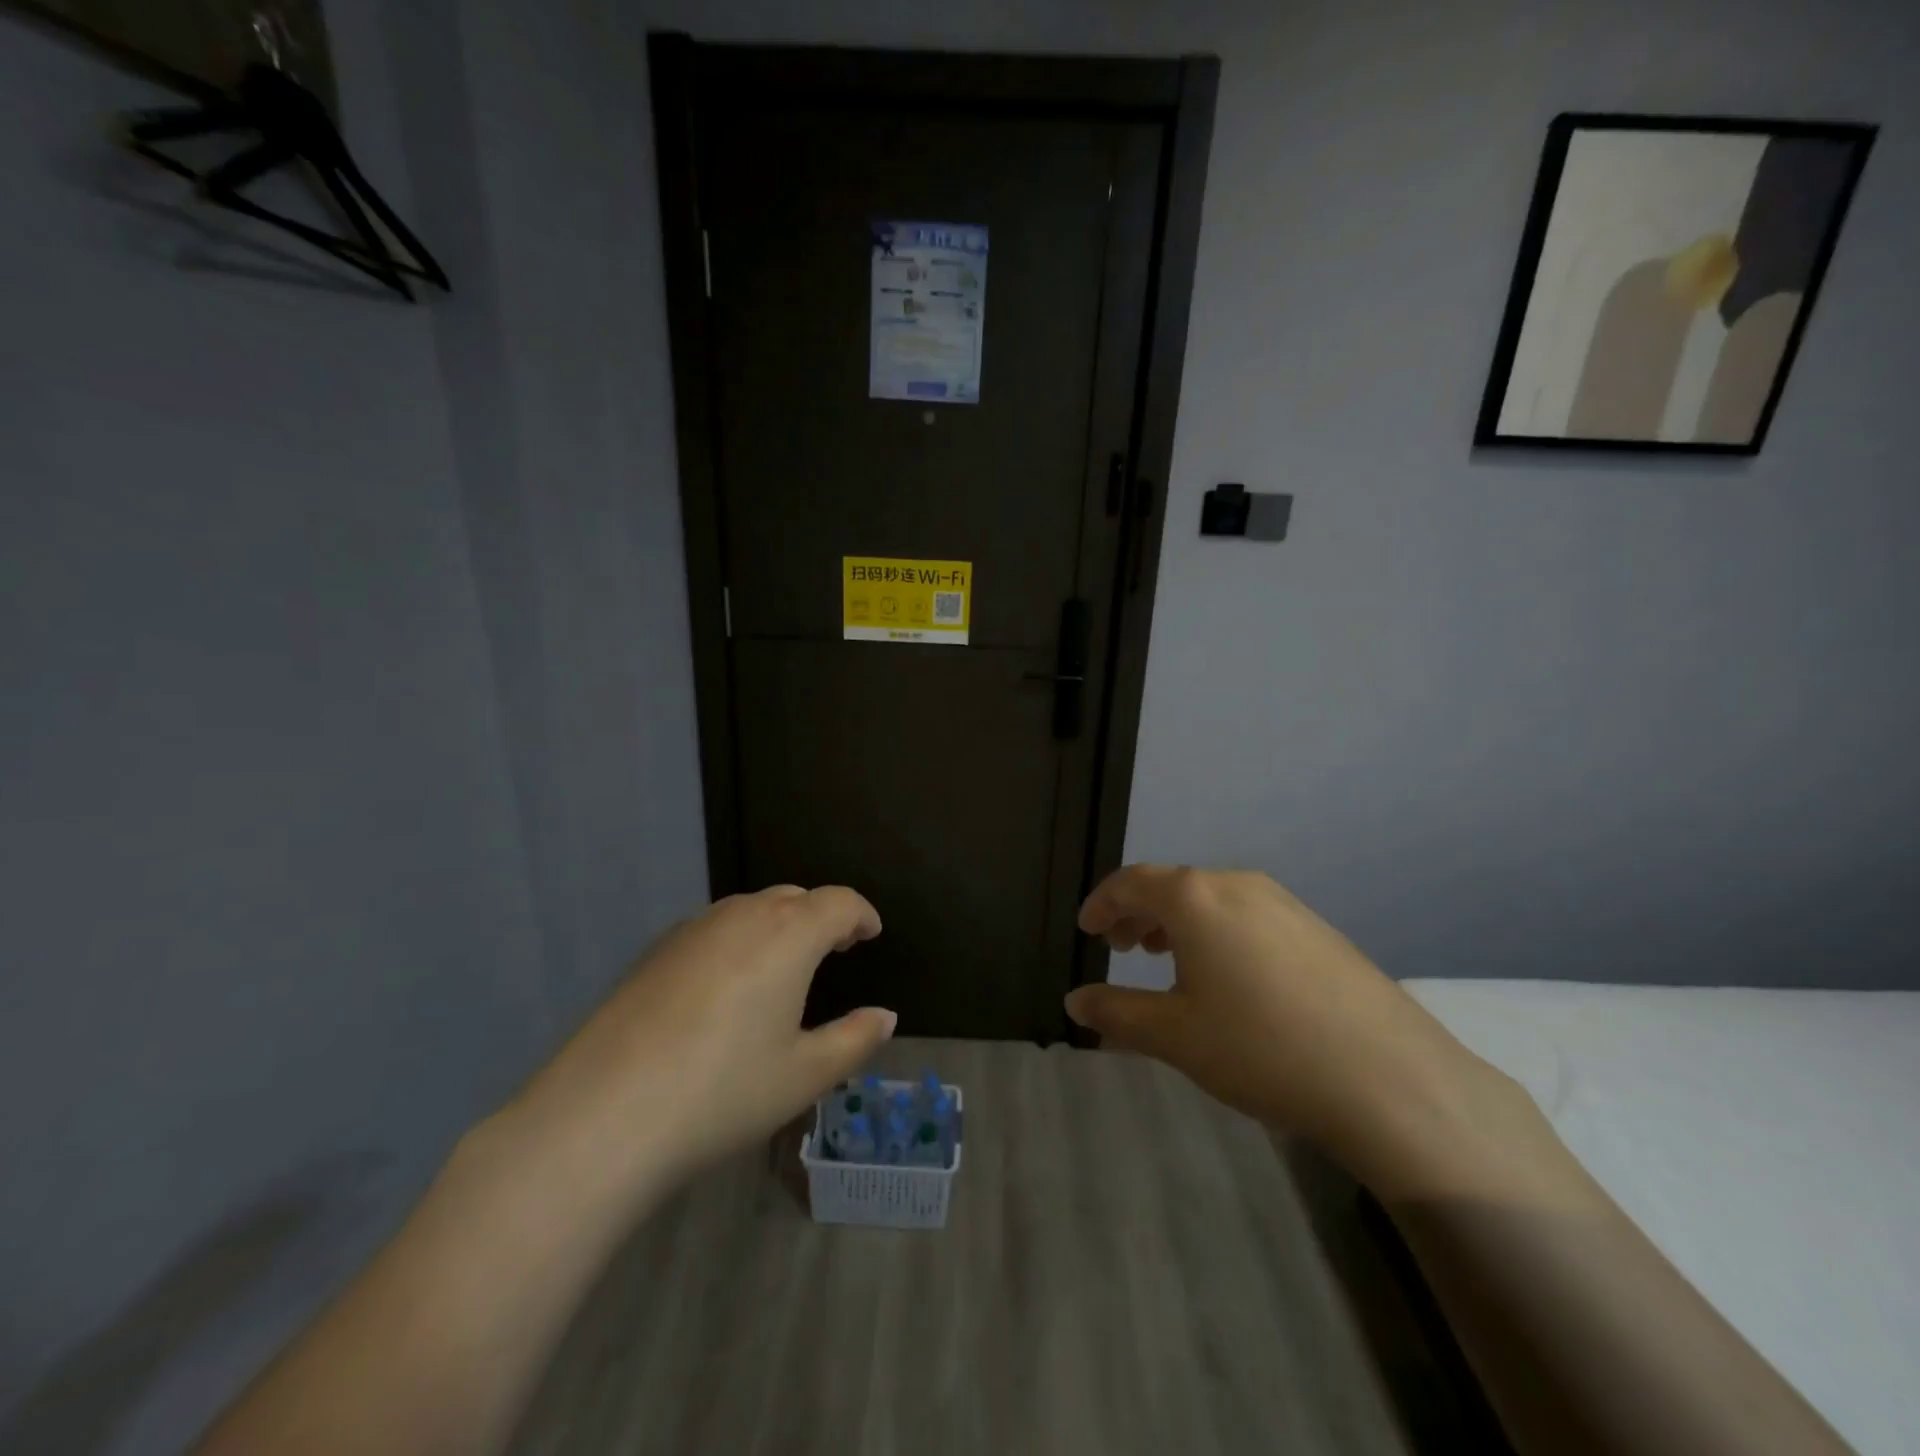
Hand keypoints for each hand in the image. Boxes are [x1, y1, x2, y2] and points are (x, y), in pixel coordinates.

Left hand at [512, 885, 894, 1197]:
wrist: (603, 1115)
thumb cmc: (724, 1092)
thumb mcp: (804, 1074)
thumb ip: (855, 1039)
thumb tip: (885, 1016)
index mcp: (789, 934)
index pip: (839, 903)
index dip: (861, 914)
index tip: (871, 933)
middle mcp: (743, 915)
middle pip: (795, 898)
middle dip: (822, 917)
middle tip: (835, 949)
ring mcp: (693, 929)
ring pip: (751, 909)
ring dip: (778, 925)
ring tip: (784, 966)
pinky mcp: (655, 950)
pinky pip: (713, 929)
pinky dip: (738, 940)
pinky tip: (726, 986)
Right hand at [1065, 866, 1490, 1172]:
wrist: (1387, 1078)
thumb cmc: (1260, 1048)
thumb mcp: (1174, 1035)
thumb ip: (1116, 1012)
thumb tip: (1075, 1000)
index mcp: (1195, 898)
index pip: (1131, 882)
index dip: (1102, 903)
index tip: (1086, 930)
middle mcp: (1237, 884)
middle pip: (1171, 885)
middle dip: (1137, 912)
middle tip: (1119, 946)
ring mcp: (1283, 902)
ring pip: (1211, 898)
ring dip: (1177, 921)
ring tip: (1164, 958)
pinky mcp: (1315, 927)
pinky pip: (1246, 913)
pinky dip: (1216, 931)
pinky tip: (1225, 975)